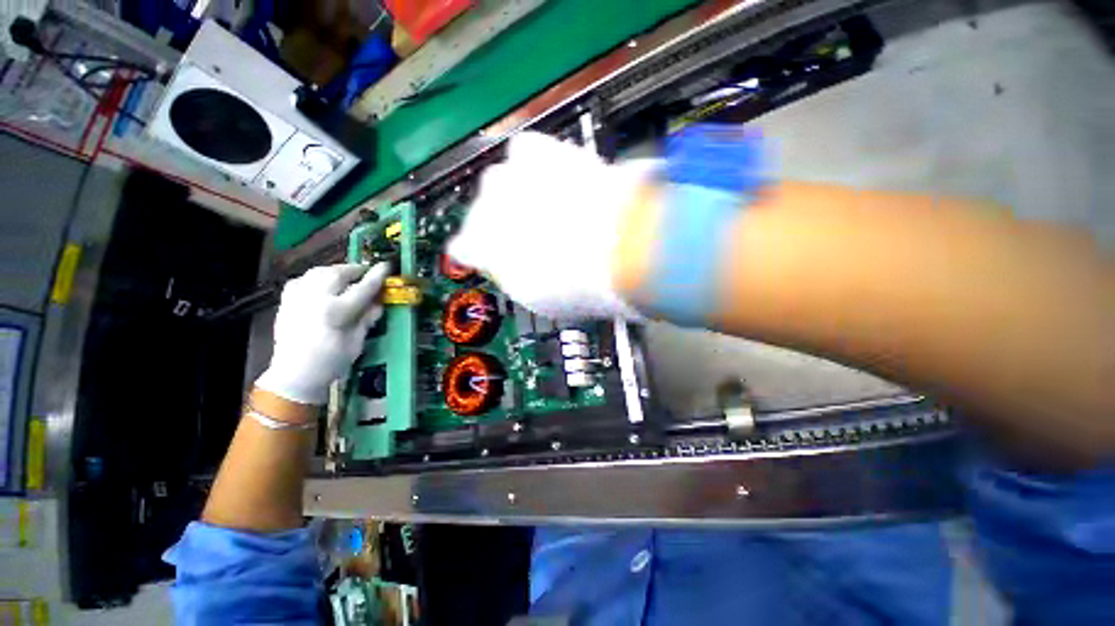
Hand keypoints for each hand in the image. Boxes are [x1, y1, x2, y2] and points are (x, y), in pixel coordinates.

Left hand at [256, 263, 389, 403]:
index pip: (363, 288)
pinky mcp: (287, 301)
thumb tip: (378, 301)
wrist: (294, 374)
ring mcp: (298, 298)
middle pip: (338, 273)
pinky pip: (303, 279)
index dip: (377, 276)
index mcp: (336, 311)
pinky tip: (323, 284)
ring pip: (319, 272)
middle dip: (355, 270)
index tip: (387, 265)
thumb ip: (367, 318)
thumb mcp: (357, 341)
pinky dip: (316, 277)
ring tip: (347, 276)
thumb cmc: (332, 361)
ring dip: (336, 271)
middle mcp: (315, 299)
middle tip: (367, 272)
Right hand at [447, 132, 657, 319]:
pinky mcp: (538, 151)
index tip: (499, 257)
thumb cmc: (576, 286)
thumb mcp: (541, 301)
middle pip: (484, 211)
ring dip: (523, 192)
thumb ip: (519, 280)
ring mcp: (509, 177)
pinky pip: (528, 151)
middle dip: (507, 222)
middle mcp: (484, 208)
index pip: (464, 247)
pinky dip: (541, 162)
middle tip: (539, 235)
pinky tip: (559, 176)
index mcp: (479, 249)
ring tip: (554, 207)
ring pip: (503, 181)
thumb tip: (522, 271)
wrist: (613, 249)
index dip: (483, 252)